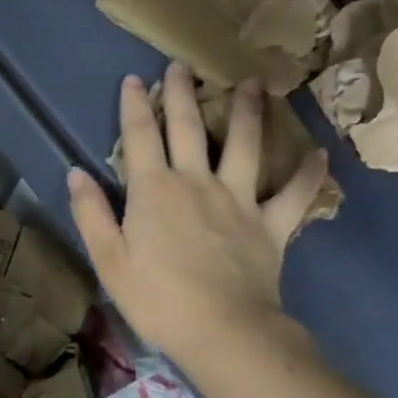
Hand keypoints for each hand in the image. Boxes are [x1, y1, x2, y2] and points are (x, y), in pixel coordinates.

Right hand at [68, 63, 327, 363]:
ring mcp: (238, 200)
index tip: (135, 79)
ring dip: (248, 112)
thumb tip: (76, 172)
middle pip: (188, 128)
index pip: (140, 137)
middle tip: (182, 66)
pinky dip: (307, 175)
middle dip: (182, 94)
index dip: (135, 106)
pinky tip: (321, 154)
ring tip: (254, 83)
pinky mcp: (271, 224)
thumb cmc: (157, 298)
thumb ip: (92, 213)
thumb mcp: (109, 260)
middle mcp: (196, 182)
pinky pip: (293, 195)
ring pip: (244, 145)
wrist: (222, 330)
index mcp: (154, 190)